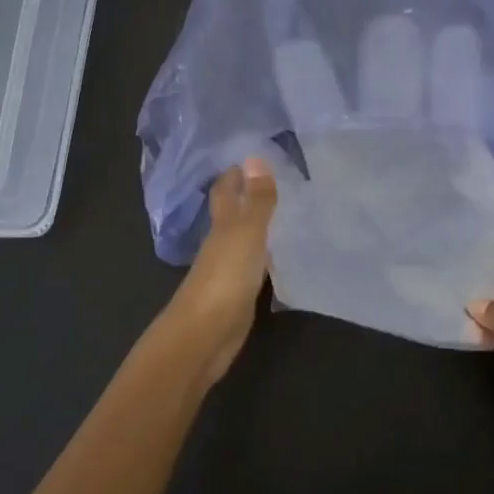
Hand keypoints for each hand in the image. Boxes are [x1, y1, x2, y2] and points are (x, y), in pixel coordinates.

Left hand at [165, 157, 278, 387]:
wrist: (204, 337)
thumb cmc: (224, 279)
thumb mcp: (246, 235)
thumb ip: (255, 201)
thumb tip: (255, 157)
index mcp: (221, 227)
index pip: (225, 192)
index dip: (235, 174)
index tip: (253, 156)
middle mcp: (221, 245)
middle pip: (233, 215)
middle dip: (248, 197)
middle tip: (279, 180)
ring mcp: (228, 272)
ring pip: (245, 241)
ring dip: (260, 227)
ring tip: (289, 213)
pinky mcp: (238, 296)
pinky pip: (255, 268)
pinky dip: (266, 258)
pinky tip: (283, 258)